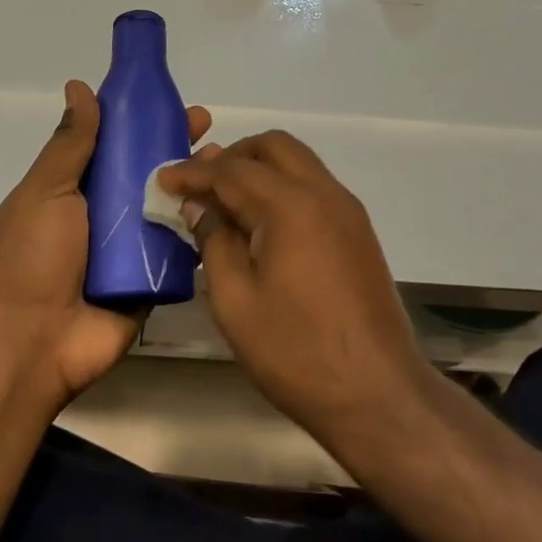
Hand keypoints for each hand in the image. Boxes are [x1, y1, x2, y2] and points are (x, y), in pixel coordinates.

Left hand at [0, 80, 211, 409]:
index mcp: (78, 188)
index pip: (116, 144)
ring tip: (225, 163)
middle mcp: (107, 213)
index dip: (142, 120)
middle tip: (207, 130)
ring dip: (197, 183)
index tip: (170, 101)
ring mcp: (133, 248)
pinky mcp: (154, 278)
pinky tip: (230, 206)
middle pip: (149, 171)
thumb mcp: (46, 190)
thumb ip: (69, 143)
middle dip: (177, 147)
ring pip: (171, 205)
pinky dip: (204, 227)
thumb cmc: (34, 257)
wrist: (35, 342)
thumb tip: (78, 86)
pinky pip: (183, 247)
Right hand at [156, 133, 435, 444]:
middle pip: (273, 147)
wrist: (378, 394)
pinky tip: (260, 223)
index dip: (193, 172)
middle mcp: (324, 193)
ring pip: (298, 163)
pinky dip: (282, 188)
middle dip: (232, 156)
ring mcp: (347, 210)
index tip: (163, 178)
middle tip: (200, 184)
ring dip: (259, 169)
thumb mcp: (236, 301)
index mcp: (291, 204)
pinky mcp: (357, 231)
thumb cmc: (297, 351)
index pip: (232, 170)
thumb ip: (214, 242)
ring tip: (225, 201)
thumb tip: (200, 207)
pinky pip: (313, 187)